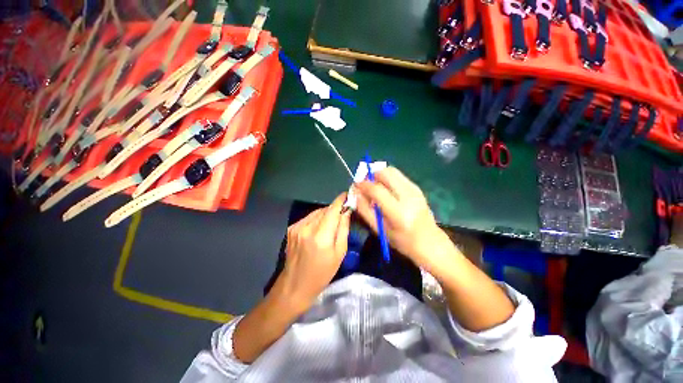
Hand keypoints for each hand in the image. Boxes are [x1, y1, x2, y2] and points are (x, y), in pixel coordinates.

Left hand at [279, 193, 350, 307]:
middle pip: (324, 210)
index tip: (347, 194)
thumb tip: (346, 212)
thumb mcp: (339, 253)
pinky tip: (318, 229)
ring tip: (330, 224)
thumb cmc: (322, 273)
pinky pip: (308, 218)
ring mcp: (297, 227)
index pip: (332, 210)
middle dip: (334, 209)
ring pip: (316, 212)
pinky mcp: (291, 228)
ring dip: (325, 214)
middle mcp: (307, 228)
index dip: (340, 200)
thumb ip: (343, 229)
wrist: (295, 285)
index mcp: (321, 236)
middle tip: (342, 214)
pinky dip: (316, 219)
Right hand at [355, 167, 452, 273]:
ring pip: (392, 171)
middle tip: (365, 184)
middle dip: (372, 174)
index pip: (377, 190)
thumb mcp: (380, 230)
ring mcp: (415, 190)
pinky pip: (398, 176)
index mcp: (399, 212)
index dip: (364, 185)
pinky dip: (387, 178)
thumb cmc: (403, 241)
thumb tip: (356, 193)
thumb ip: (365, 210)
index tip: (356, 185)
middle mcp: (409, 196)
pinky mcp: (417, 187)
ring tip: (374, 187)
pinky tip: (385, 190)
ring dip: (379, 175)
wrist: (430, 242)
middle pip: (386, 173)